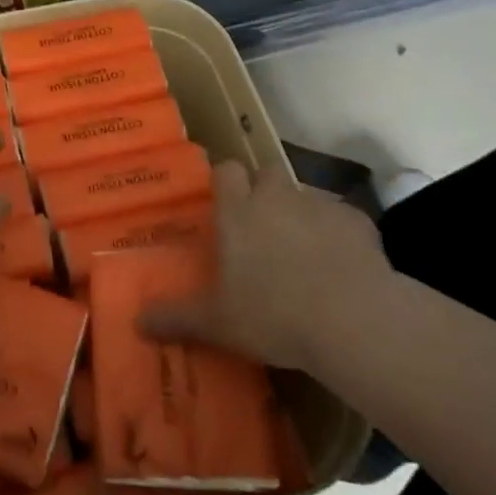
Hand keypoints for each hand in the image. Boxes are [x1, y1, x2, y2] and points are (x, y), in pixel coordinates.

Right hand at [143, 160, 399, 374]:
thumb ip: (177, 318)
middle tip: (263, 228)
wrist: (354, 321)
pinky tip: (342, 269)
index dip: (225, 182)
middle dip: (265, 192)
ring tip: (305, 255)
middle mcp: (276, 197)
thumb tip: (137, 321)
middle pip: (267, 174)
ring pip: (305, 196)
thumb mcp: (218, 323)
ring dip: (302, 215)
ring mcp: (319, 205)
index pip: (226, 171)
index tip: (225, 204)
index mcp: (238, 212)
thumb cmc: (274, 315)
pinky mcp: (358, 222)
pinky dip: (339, 236)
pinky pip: (343, 220)